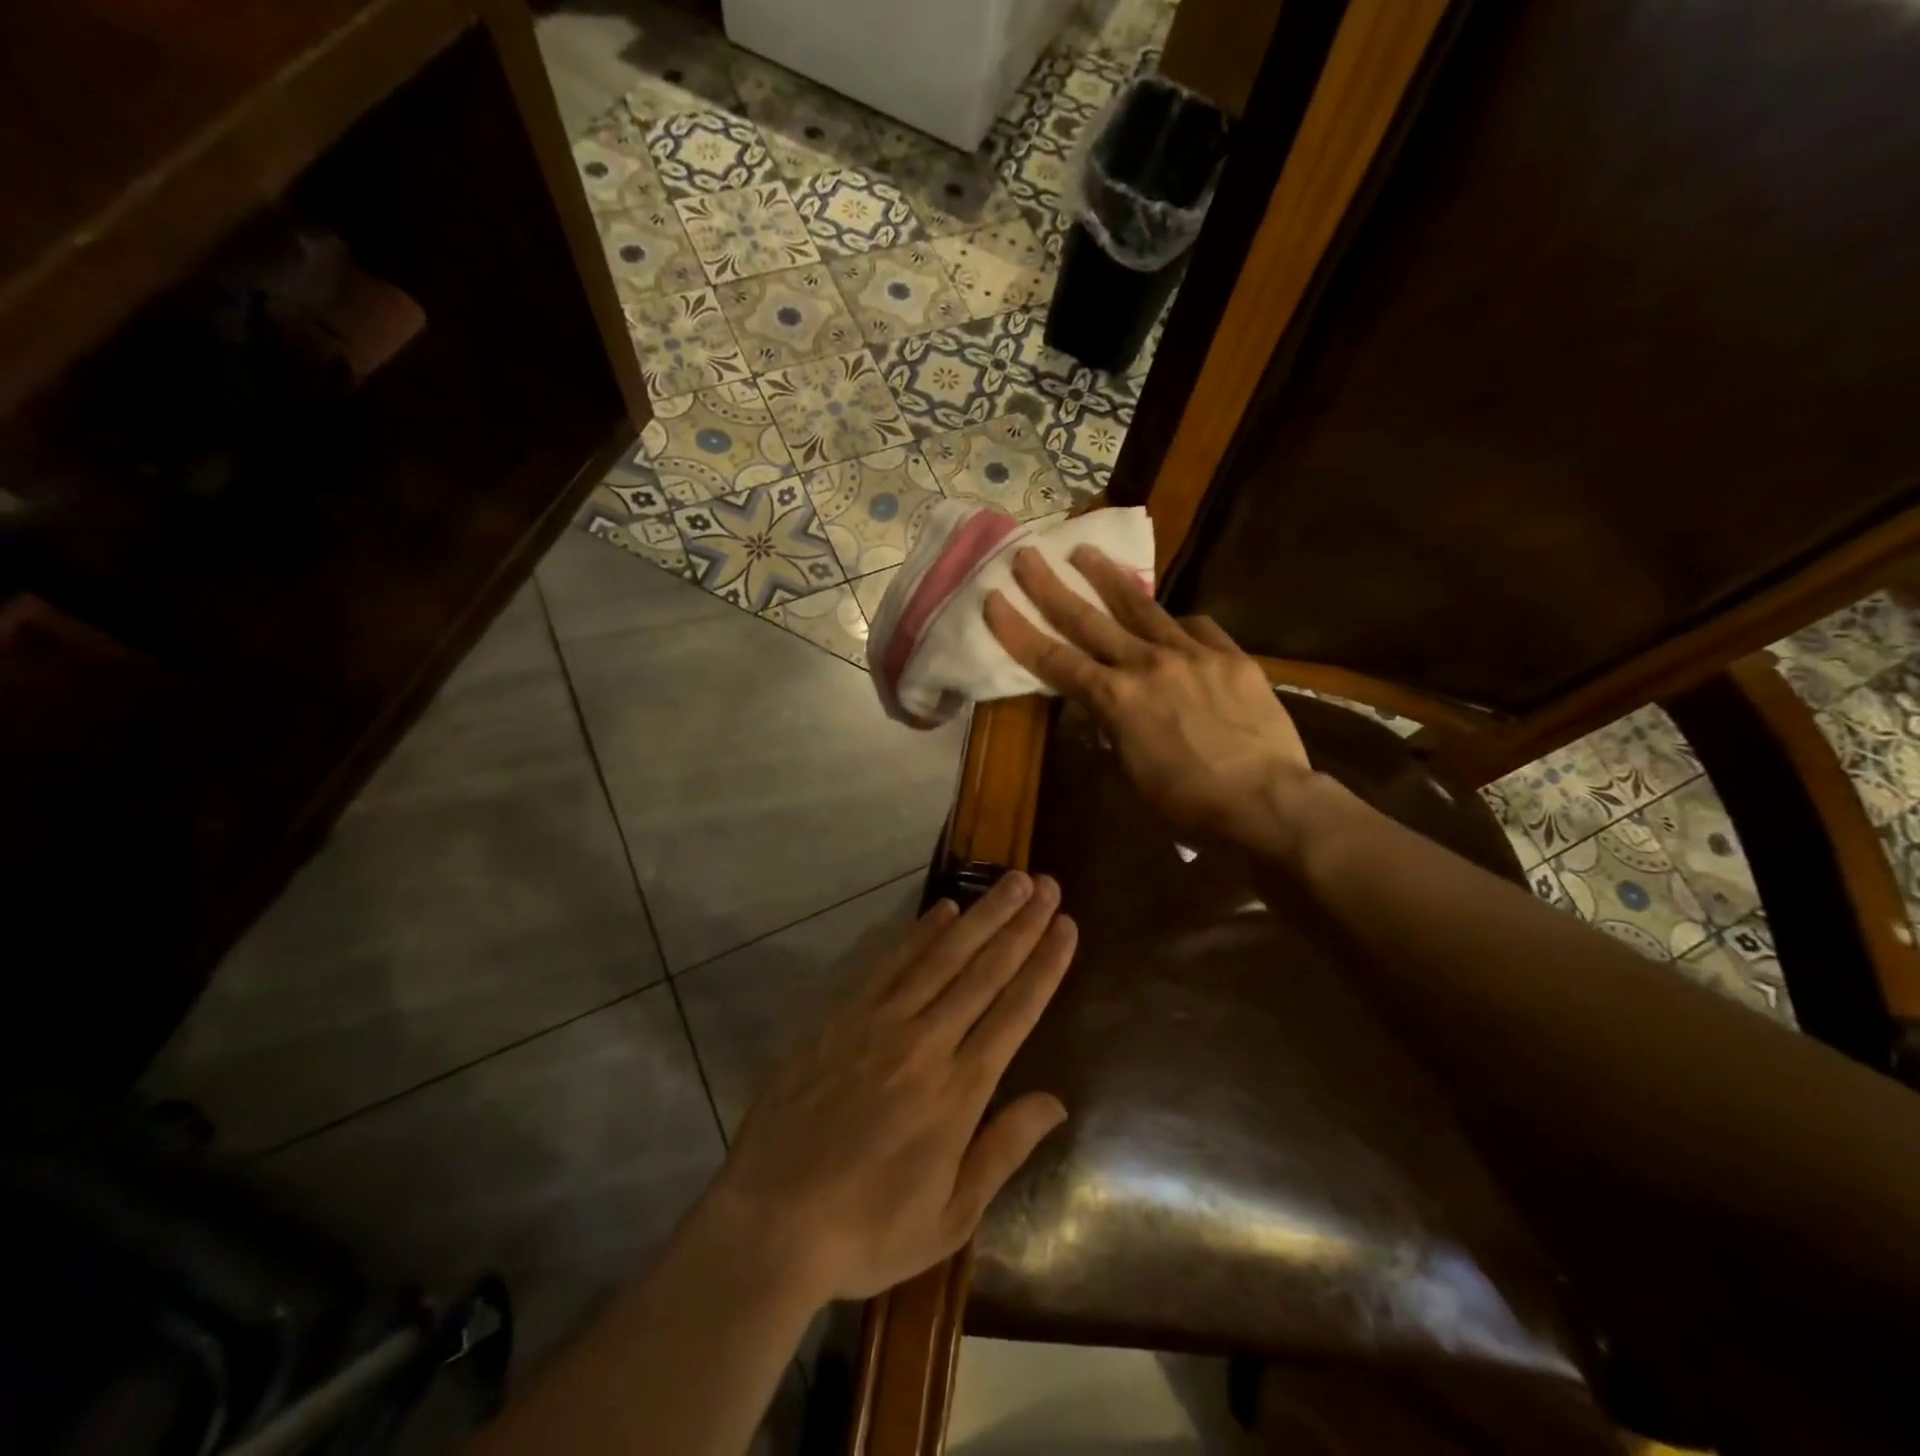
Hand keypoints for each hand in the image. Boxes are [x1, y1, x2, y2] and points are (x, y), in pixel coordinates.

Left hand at [706, 873, 1075, 1305]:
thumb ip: (1003, 1150)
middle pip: (984, 971)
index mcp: (958, 1092)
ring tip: (1011, 881)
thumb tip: (1056, 1102)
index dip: (1045, 965)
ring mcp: (879, 1023)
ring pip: (942, 956)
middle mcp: (925, 1044)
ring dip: (980, 915)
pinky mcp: (841, 1017)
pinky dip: (920, 932)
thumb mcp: (949, 1217)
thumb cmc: (867, 1230)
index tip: (1066, 926)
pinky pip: (889, 963)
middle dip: (1021, 925)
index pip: (1015, 1012)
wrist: (770, 1223)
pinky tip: (944, 908)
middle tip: (1047, 885)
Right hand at [984, 544, 1314, 854]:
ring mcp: (1192, 653)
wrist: (1265, 803)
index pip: (1053, 660)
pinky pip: (1197, 628)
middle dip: (1050, 586)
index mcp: (1114, 699)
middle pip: (1088, 619)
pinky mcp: (1231, 656)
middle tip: (1027, 555)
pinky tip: (1174, 622)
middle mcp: (1146, 664)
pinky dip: (1178, 624)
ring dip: (1108, 578)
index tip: (994, 599)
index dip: (1019, 630)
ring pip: (1141, 606)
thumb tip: (1101, 712)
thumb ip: (1111, 732)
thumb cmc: (1186, 803)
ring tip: (1086, 552)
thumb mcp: (1130, 774)